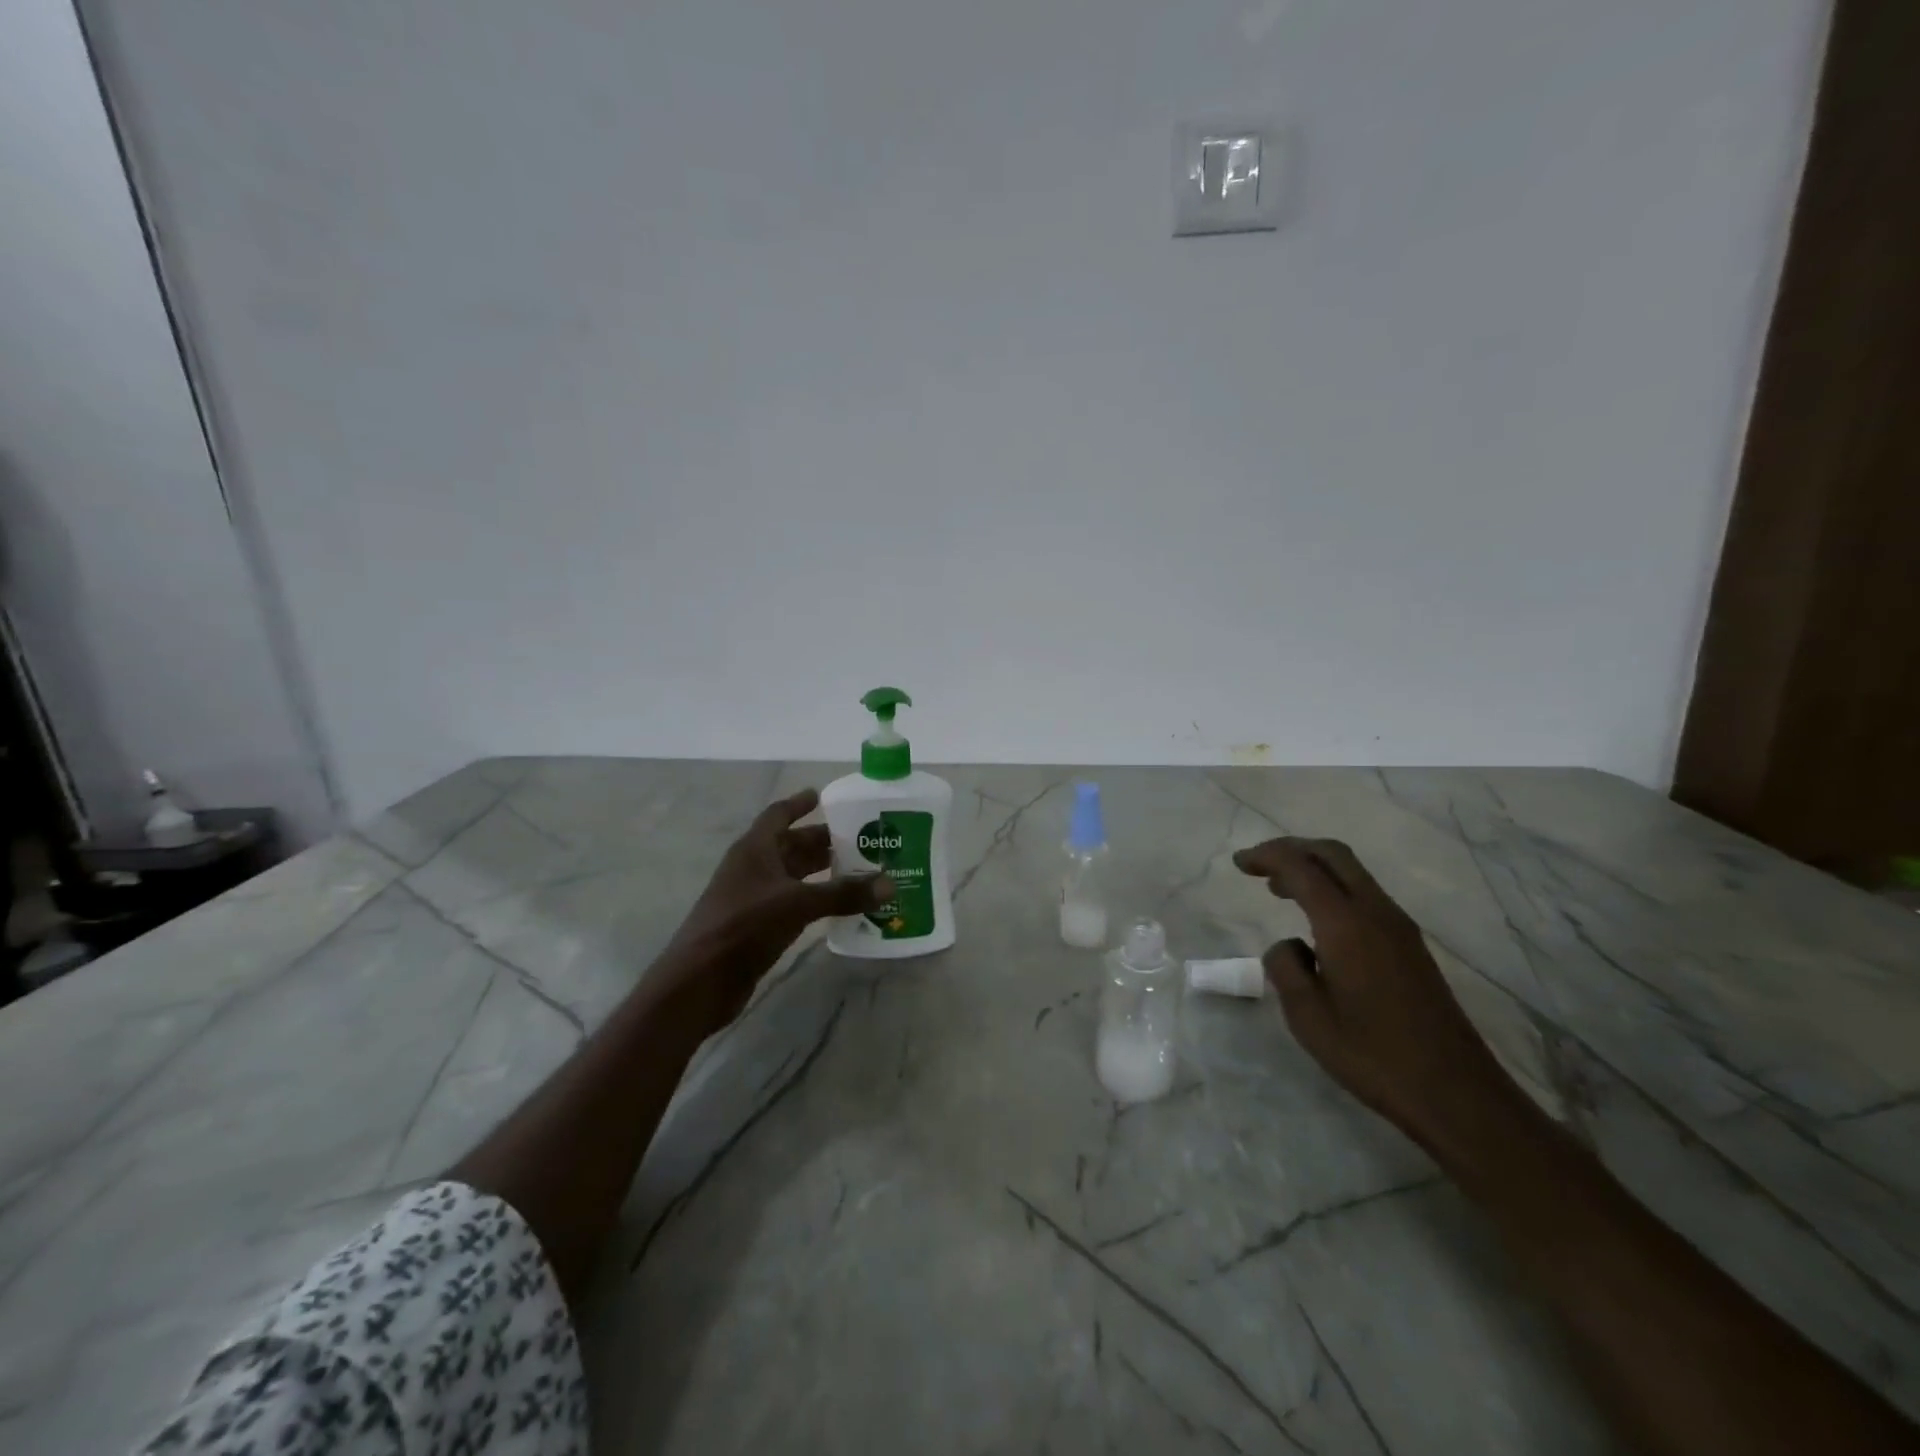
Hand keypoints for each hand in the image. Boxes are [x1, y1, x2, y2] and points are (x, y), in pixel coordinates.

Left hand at [662, 789, 891, 1026]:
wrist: (700, 981)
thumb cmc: (744, 927)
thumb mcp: (797, 904)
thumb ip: (843, 893)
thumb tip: (890, 884)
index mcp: (754, 850)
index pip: (778, 815)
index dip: (799, 804)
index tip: (823, 796)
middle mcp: (753, 868)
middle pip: (791, 846)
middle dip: (822, 841)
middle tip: (861, 839)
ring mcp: (754, 898)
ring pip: (794, 876)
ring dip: (822, 872)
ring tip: (860, 871)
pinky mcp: (758, 926)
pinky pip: (794, 903)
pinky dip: (817, 900)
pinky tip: (841, 906)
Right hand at [1233, 837, 1522, 1152]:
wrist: (1456, 1093)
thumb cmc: (1372, 1055)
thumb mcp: (1307, 1016)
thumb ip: (1286, 967)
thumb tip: (1290, 946)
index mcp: (1347, 924)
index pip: (1301, 868)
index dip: (1267, 857)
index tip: (1238, 863)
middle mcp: (1376, 913)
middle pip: (1333, 855)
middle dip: (1292, 849)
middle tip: (1258, 865)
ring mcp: (1399, 928)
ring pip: (1352, 873)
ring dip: (1314, 869)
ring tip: (1280, 890)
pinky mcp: (1410, 946)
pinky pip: (1365, 896)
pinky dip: (1333, 889)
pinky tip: (1317, 921)